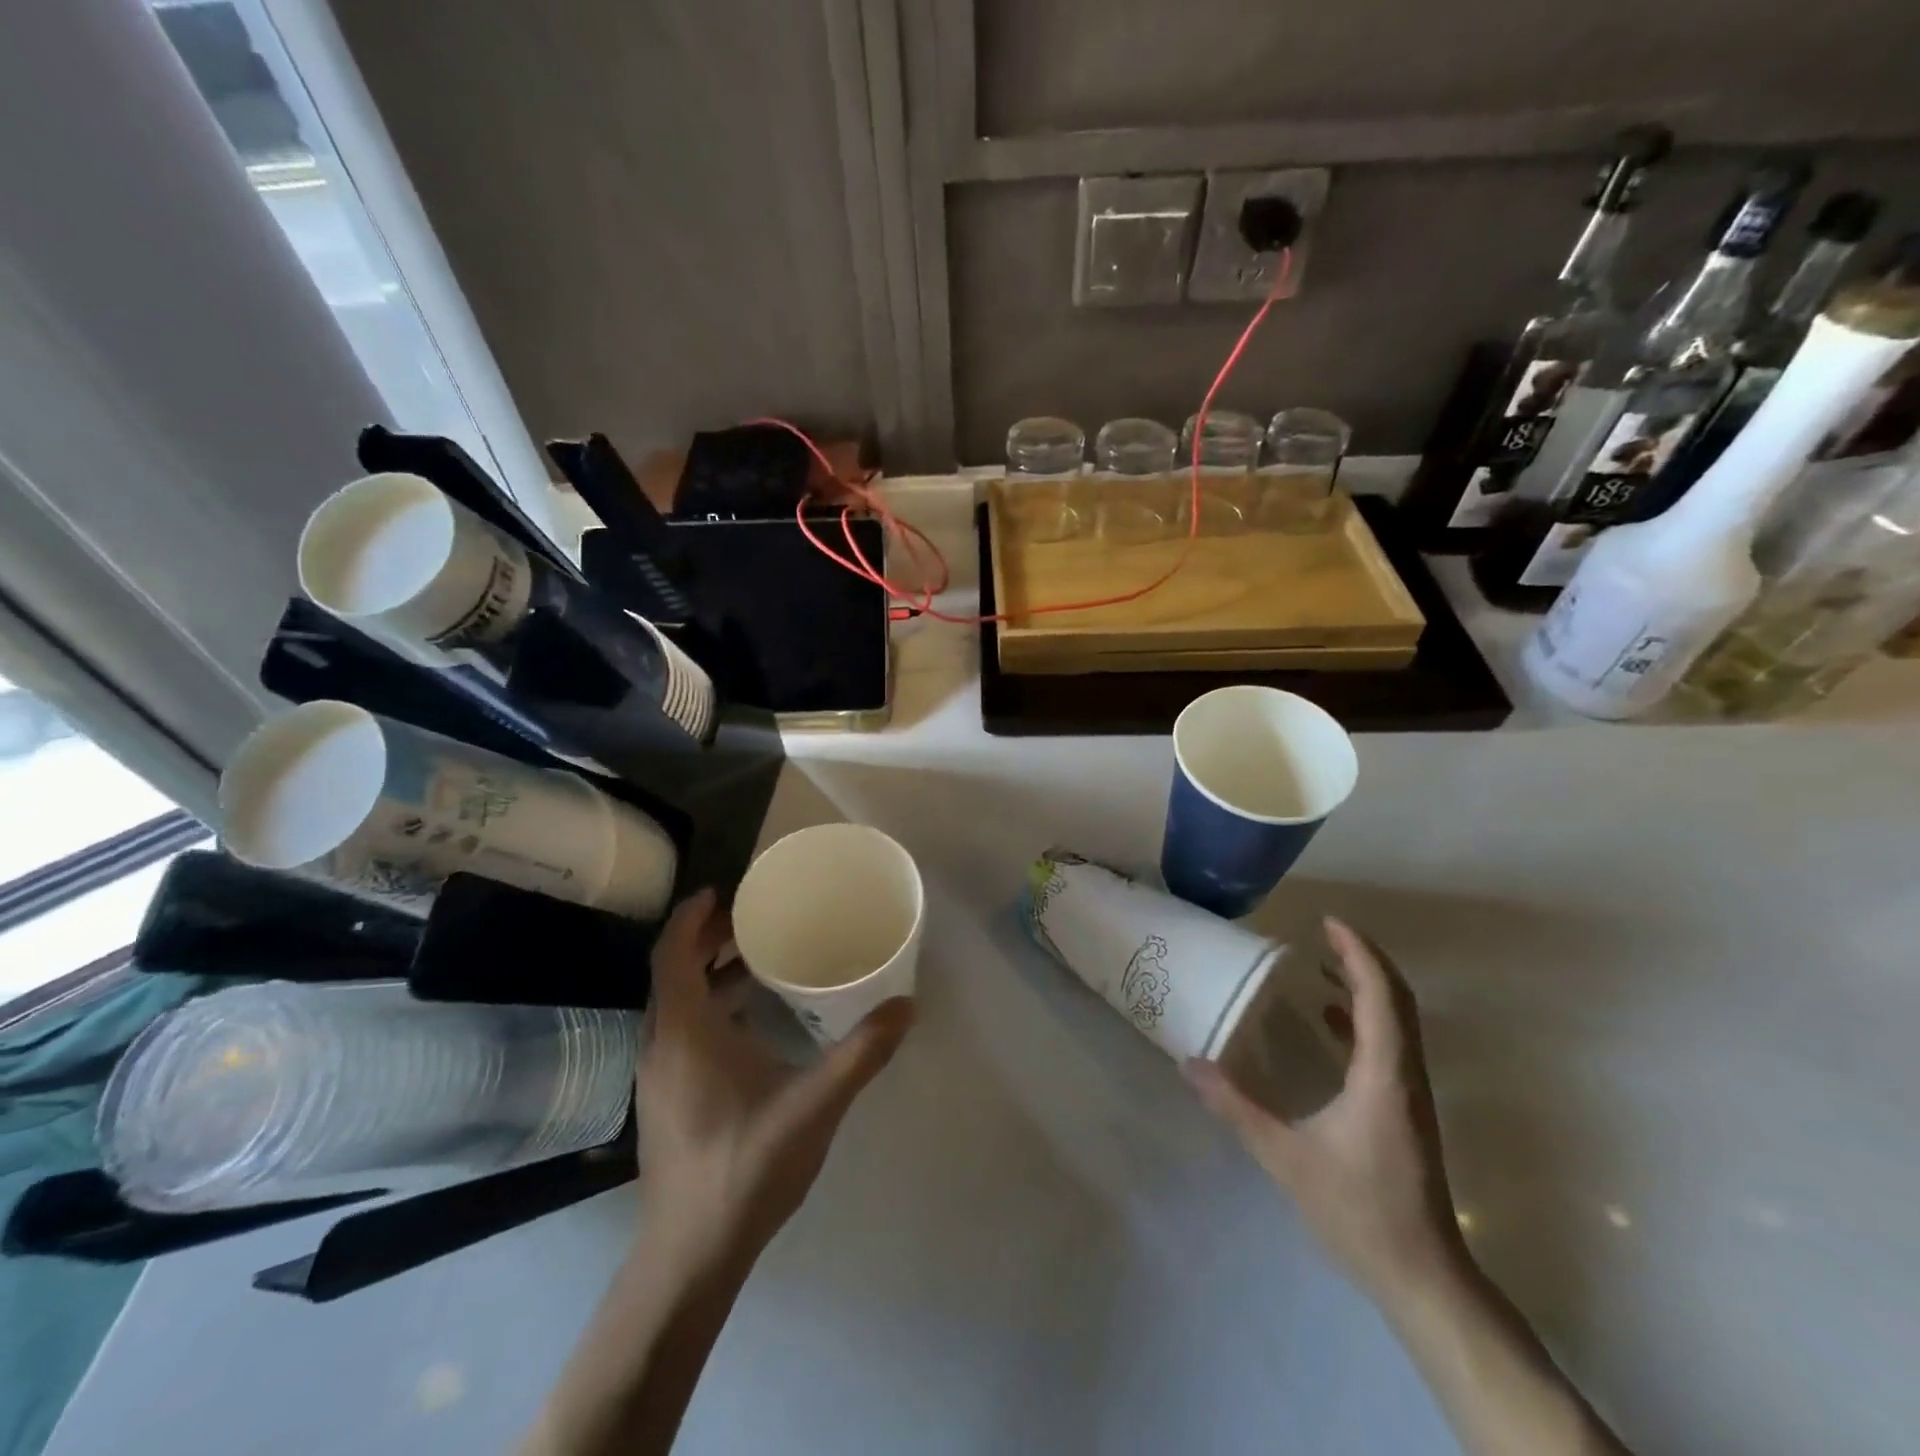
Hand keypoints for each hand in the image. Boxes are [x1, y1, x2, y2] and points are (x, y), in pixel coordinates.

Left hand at [636, 889, 913, 1263]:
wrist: (691, 1256)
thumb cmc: (745, 1167)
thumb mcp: (814, 1104)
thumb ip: (861, 1052)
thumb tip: (906, 1006)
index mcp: (684, 1033)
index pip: (673, 954)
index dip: (693, 917)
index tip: (724, 890)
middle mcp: (660, 1045)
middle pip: (673, 973)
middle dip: (707, 939)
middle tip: (753, 919)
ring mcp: (658, 1076)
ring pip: (676, 1004)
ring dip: (708, 974)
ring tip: (756, 959)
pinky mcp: (665, 1099)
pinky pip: (680, 1030)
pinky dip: (708, 1006)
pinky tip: (749, 1021)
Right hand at [1186, 918, 1464, 1301]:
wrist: (1423, 1278)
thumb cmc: (1358, 1211)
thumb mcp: (1285, 1158)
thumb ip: (1235, 1107)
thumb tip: (1189, 1063)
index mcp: (1384, 1075)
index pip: (1380, 996)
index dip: (1357, 952)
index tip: (1327, 922)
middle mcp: (1406, 1074)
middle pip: (1396, 999)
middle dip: (1362, 959)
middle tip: (1322, 932)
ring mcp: (1411, 1093)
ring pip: (1398, 1020)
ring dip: (1365, 985)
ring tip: (1321, 965)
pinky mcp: (1406, 1109)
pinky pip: (1390, 1043)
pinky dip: (1364, 1017)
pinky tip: (1328, 1022)